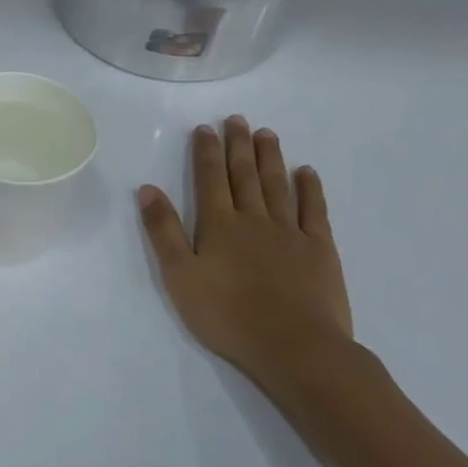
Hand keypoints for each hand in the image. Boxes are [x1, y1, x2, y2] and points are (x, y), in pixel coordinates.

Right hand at [138, 118, 354, 406]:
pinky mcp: (320, 250)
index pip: (210, 178)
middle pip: (245, 175)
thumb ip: (163, 231)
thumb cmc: (226, 315)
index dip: (206, 151)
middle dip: (238, 145)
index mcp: (218, 225)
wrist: (294, 346)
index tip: (205, 128)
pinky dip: (310, 189)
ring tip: (266, 134)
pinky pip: (315, 211)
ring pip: (277, 186)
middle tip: (237, 119)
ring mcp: (290, 232)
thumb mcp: (179, 275)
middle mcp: (254, 219)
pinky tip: (306, 172)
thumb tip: (147, 188)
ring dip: (270, 158)